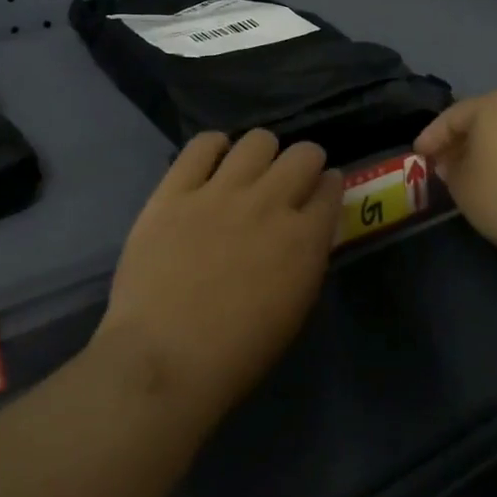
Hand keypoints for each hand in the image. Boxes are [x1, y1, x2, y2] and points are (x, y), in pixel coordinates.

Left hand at [95, 130, 341, 421]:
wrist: (165, 356)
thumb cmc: (237, 352)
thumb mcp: (294, 309)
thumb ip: (304, 260)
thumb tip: (304, 233)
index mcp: (304, 239)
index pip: (331, 189)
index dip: (329, 186)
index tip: (321, 191)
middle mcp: (269, 203)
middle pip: (303, 155)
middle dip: (304, 162)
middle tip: (289, 179)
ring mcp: (220, 192)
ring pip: (257, 140)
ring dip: (261, 152)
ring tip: (249, 169)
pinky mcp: (175, 190)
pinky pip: (202, 145)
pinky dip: (213, 148)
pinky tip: (211, 163)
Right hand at [413, 89, 496, 260]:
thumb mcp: (461, 185)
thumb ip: (450, 167)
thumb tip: (455, 161)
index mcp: (494, 104)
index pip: (453, 117)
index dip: (432, 137)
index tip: (418, 155)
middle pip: (486, 118)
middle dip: (464, 139)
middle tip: (446, 161)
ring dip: (492, 147)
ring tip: (478, 171)